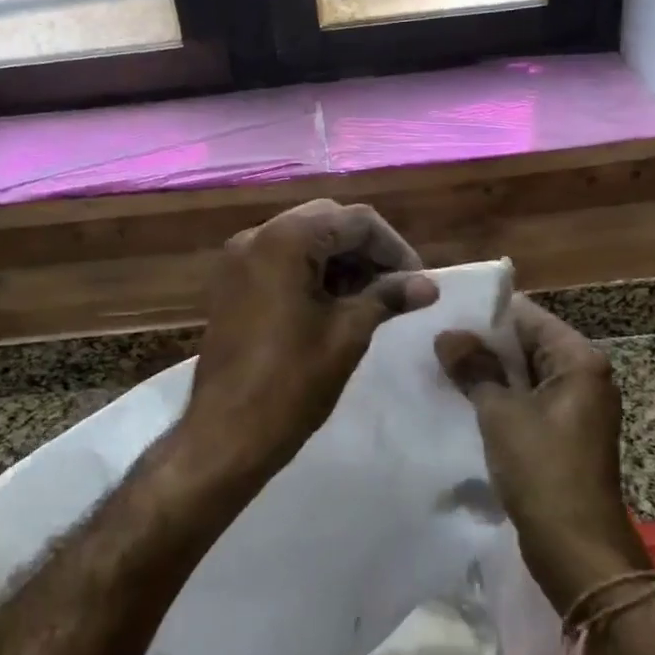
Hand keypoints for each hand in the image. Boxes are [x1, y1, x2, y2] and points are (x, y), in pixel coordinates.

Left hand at [184, 200, 437, 478]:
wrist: (225, 434)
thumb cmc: (291, 382)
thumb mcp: (348, 334)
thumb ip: (387, 297)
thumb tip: (428, 285)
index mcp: (286, 239)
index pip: (357, 220)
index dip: (394, 248)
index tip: (417, 283)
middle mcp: (257, 235)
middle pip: (328, 222)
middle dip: (367, 251)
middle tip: (396, 289)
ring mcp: (239, 259)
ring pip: (304, 239)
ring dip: (341, 261)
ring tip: (371, 300)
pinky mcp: (232, 283)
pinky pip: (281, 260)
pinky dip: (313, 272)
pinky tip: (335, 305)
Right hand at [435, 298, 649, 611]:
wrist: (577, 551)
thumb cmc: (543, 470)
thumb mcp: (501, 413)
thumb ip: (474, 368)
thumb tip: (447, 334)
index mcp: (579, 361)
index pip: (528, 317)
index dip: (486, 314)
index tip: (444, 312)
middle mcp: (583, 377)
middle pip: (526, 344)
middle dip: (483, 344)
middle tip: (433, 339)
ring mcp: (574, 408)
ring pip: (523, 375)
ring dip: (487, 373)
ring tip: (440, 365)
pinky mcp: (562, 435)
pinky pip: (526, 402)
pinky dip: (498, 398)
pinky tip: (461, 399)